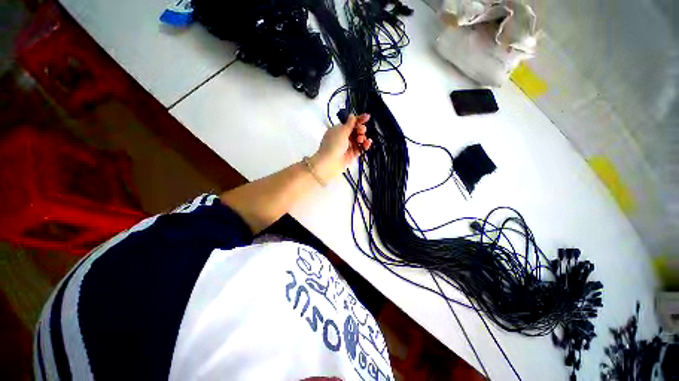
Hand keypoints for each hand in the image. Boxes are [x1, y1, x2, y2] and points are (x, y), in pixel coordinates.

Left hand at [310, 113, 371, 182]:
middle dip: (361, 129)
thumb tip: (353, 116)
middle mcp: (343, 137)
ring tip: (361, 140)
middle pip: (356, 131)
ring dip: (363, 138)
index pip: (350, 122)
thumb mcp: (342, 131)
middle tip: (361, 131)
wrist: (329, 163)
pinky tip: (368, 143)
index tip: (367, 117)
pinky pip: (360, 148)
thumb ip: (350, 124)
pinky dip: (365, 145)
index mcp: (338, 129)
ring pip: (359, 140)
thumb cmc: (333, 145)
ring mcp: (347, 146)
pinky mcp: (351, 155)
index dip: (359, 119)